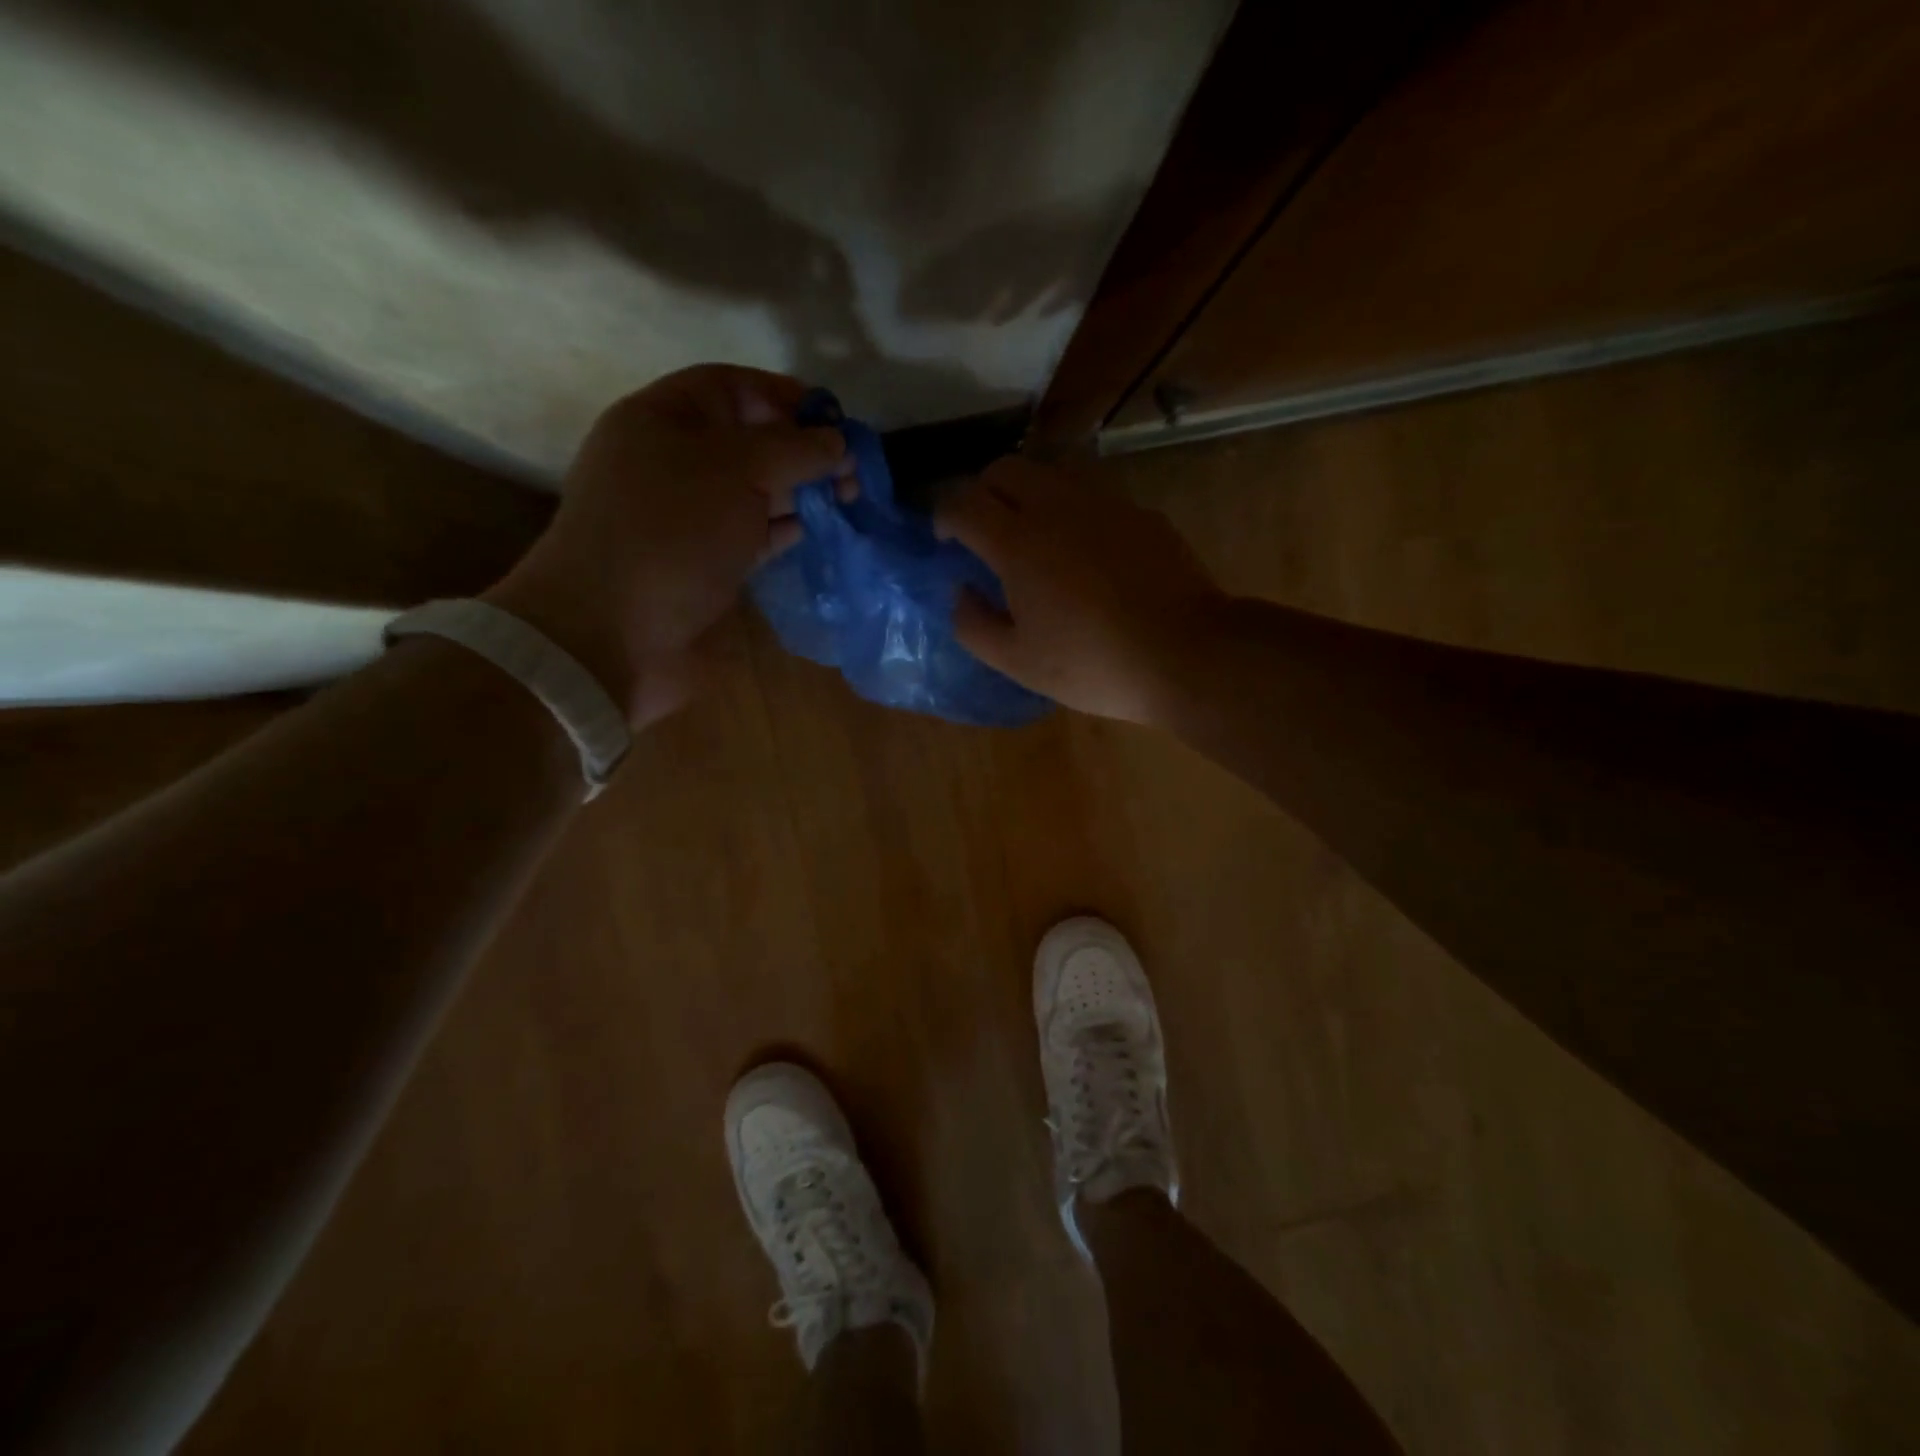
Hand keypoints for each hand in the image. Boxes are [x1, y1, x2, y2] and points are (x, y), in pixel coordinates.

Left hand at [485, 365, 846, 726]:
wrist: (612, 633)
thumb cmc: (672, 533)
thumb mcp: (737, 471)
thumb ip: (794, 449)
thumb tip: (837, 442)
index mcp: (664, 418)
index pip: (734, 387)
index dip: (787, 397)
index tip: (836, 423)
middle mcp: (671, 461)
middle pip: (748, 440)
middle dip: (801, 451)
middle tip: (850, 475)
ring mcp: (684, 516)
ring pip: (751, 490)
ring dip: (796, 493)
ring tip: (842, 504)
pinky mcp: (697, 561)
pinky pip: (747, 533)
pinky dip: (779, 530)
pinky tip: (809, 534)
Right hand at [934, 458, 1231, 726]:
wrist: (1186, 654)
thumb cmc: (1093, 665)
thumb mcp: (1019, 662)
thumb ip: (974, 625)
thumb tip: (961, 592)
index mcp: (1018, 542)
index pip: (963, 501)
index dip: (944, 515)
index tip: (946, 539)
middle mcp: (1057, 507)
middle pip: (1004, 469)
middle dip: (982, 492)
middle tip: (984, 531)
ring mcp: (1104, 503)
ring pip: (1050, 473)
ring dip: (1027, 494)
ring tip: (1033, 537)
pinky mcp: (1140, 512)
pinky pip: (1092, 496)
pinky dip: (1072, 511)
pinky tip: (1086, 553)